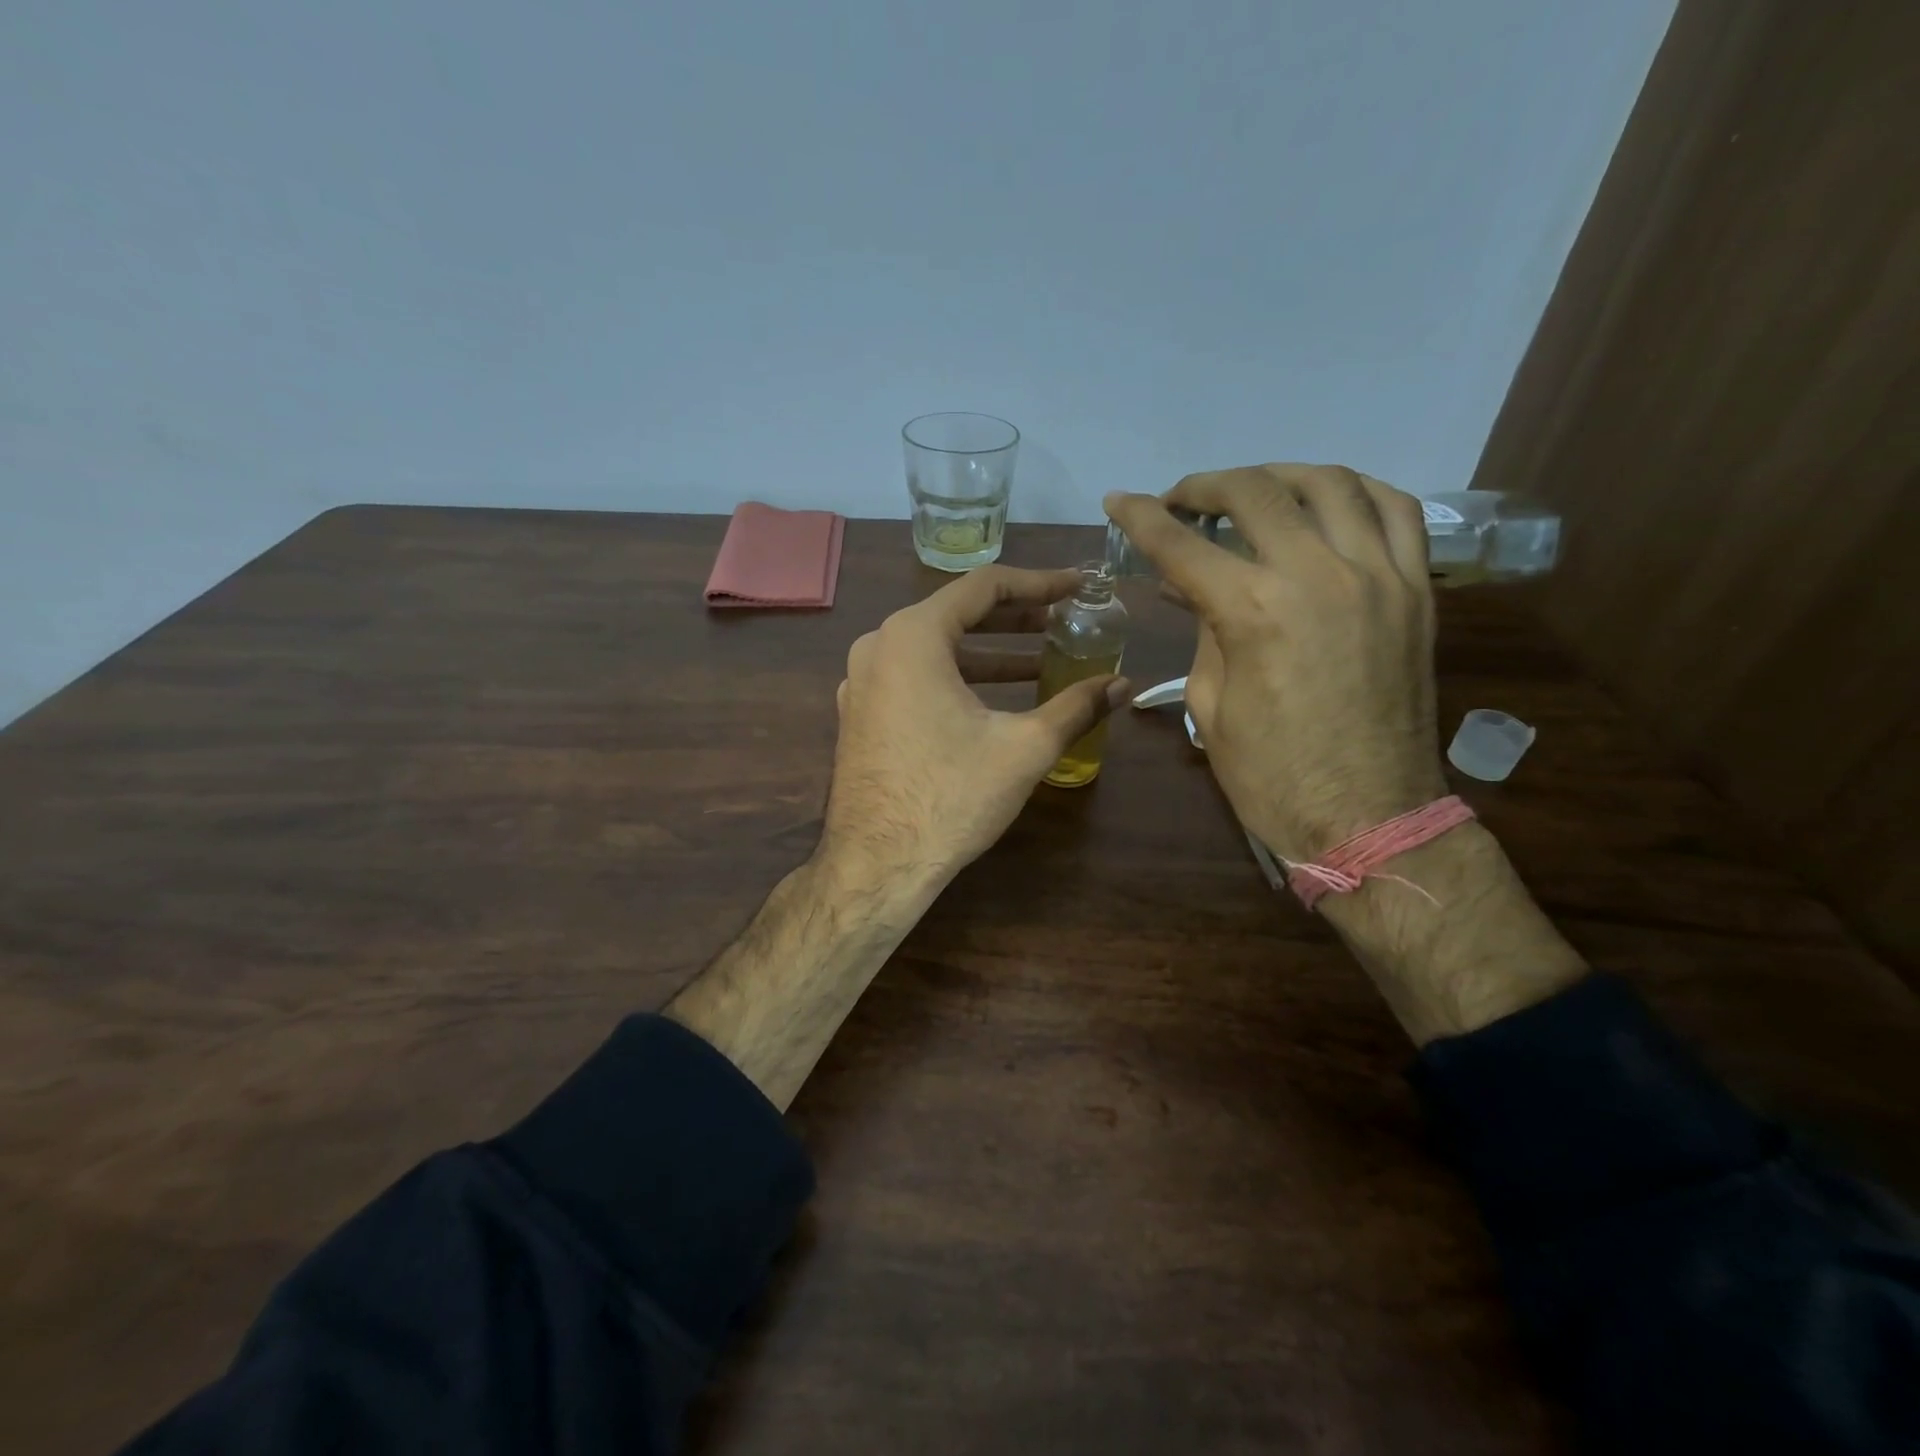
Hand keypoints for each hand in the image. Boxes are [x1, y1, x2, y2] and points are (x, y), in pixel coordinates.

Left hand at [822, 565, 1129, 892]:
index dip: (1039, 584)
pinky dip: (956, 680)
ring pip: (934, 650)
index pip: (984, 587)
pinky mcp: (860, 715)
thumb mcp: (1024, 747)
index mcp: (913, 636)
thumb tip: (1123, 686)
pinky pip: (913, 679)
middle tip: (1064, 623)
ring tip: (1040, 664)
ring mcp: (861, 683)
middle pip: (956, 615)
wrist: (877, 865)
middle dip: (1016, 620)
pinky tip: (992, 703)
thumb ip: (1076, 707)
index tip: (1078, 588)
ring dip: (988, 655)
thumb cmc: (951, 796)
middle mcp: (878, 647)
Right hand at [1106, 464, 1444, 862]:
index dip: (1141, 518)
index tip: (1118, 501)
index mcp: (1254, 612)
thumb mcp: (1211, 706)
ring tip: (1251, 490)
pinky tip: (1328, 500)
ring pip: (1330, 483)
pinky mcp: (1417, 590)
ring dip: (1278, 475)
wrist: (1370, 817)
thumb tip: (1192, 589)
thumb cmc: (1272, 776)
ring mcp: (1378, 576)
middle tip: (1180, 500)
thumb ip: (1204, 632)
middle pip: (1255, 494)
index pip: (1182, 545)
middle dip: (1205, 486)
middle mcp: (1318, 574)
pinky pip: (1396, 511)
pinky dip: (1356, 490)